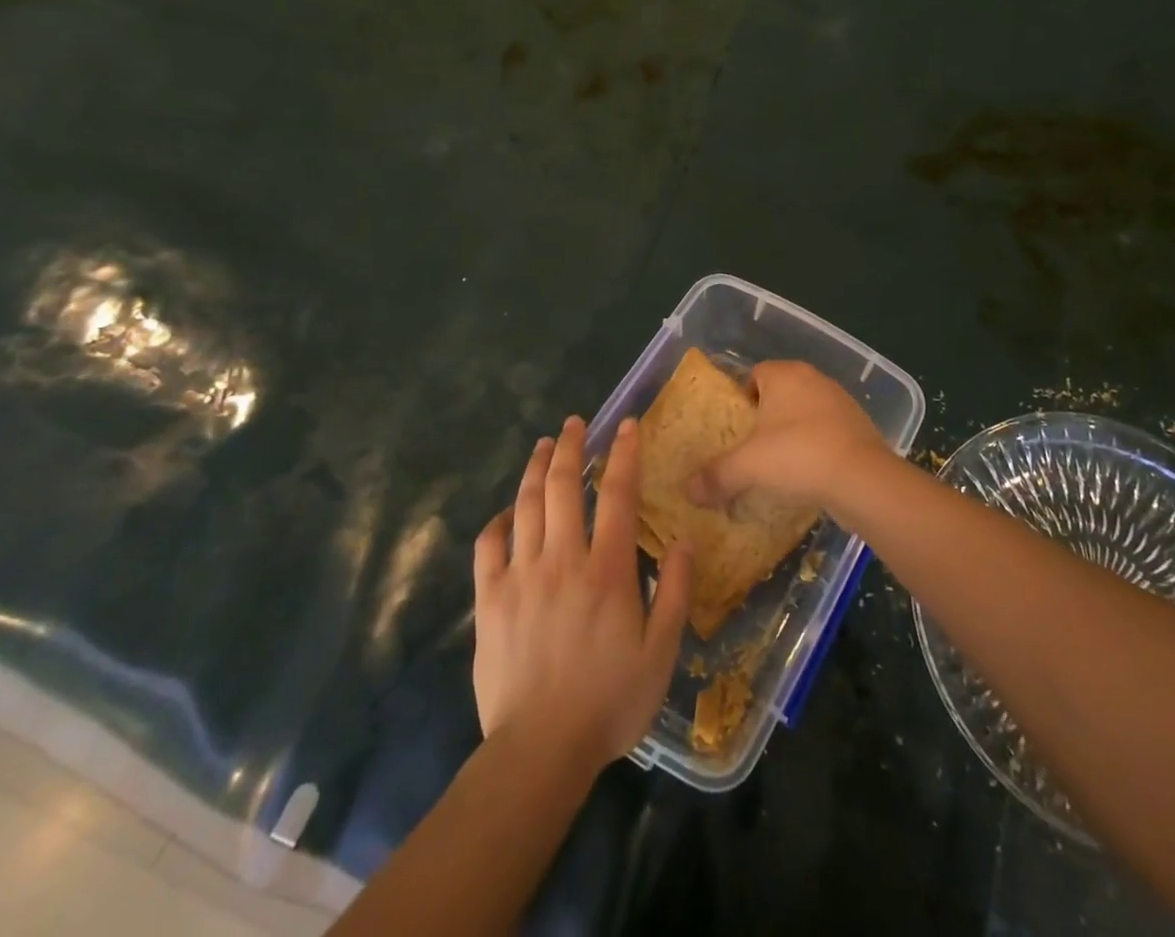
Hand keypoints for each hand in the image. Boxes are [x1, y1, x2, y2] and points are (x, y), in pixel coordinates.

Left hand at [473, 415, 693, 774]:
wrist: (539, 750)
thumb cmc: (609, 702)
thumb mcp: (661, 653)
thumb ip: (676, 592)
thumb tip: (686, 539)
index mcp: (607, 569)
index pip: (618, 494)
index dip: (623, 453)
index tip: (625, 425)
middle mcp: (563, 559)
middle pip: (563, 485)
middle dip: (569, 446)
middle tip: (573, 423)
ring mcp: (521, 575)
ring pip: (526, 505)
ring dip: (535, 468)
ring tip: (542, 445)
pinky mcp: (489, 598)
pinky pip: (488, 545)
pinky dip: (498, 520)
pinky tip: (507, 512)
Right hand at [687, 360, 894, 512]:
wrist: (864, 480)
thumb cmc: (798, 456)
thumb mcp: (747, 466)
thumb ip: (715, 475)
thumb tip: (688, 491)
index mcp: (785, 374)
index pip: (755, 374)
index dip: (741, 399)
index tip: (734, 429)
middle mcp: (814, 379)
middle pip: (780, 393)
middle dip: (765, 418)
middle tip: (751, 449)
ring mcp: (841, 402)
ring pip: (805, 413)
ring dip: (792, 433)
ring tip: (779, 466)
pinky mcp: (860, 427)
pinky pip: (827, 432)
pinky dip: (816, 448)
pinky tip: (808, 475)